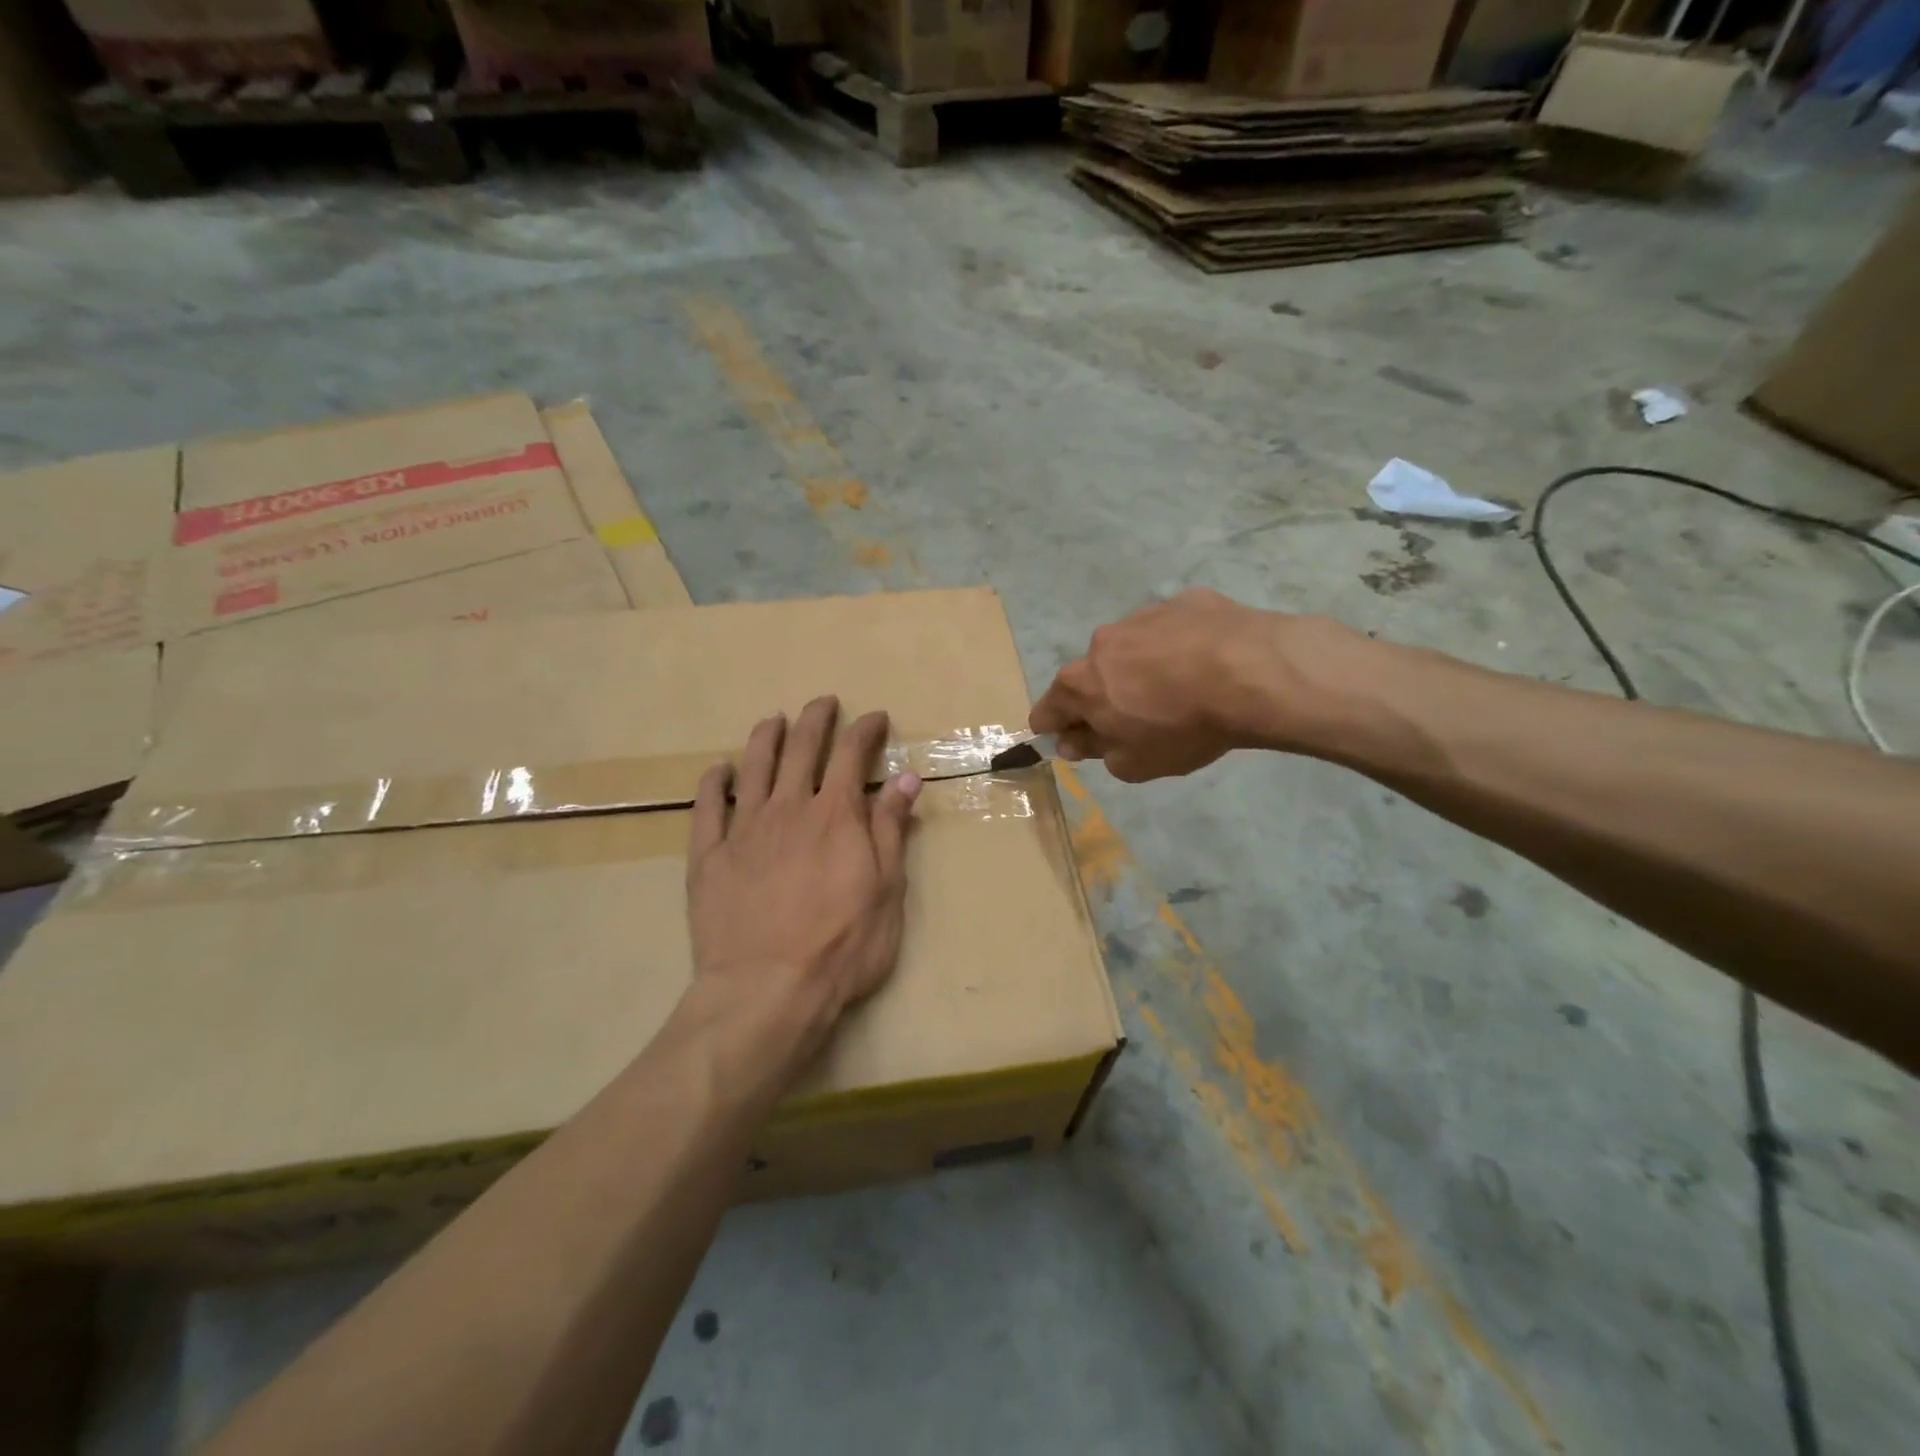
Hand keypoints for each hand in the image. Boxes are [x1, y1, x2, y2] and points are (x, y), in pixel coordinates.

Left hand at [685, 697, 921, 1082]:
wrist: (767, 990)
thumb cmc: (842, 947)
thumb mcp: (886, 890)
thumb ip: (890, 829)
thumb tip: (906, 777)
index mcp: (835, 816)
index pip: (852, 755)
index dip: (864, 730)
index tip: (874, 718)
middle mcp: (789, 809)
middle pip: (801, 750)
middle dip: (815, 720)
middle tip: (823, 703)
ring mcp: (743, 830)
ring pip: (753, 768)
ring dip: (765, 738)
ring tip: (772, 720)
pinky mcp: (708, 857)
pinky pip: (707, 808)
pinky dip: (714, 783)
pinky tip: (718, 770)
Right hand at [1031, 589, 1358, 781]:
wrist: (1251, 673)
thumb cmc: (1182, 727)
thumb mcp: (1134, 763)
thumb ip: (1096, 752)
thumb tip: (1073, 742)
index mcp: (1080, 683)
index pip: (1046, 711)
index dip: (1055, 730)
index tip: (1074, 742)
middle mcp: (1101, 643)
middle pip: (1091, 675)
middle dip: (1104, 697)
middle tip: (1139, 720)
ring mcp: (1143, 616)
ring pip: (1131, 648)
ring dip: (1143, 668)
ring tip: (1183, 689)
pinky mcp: (1184, 601)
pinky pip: (1172, 630)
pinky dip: (1180, 647)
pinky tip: (1209, 664)